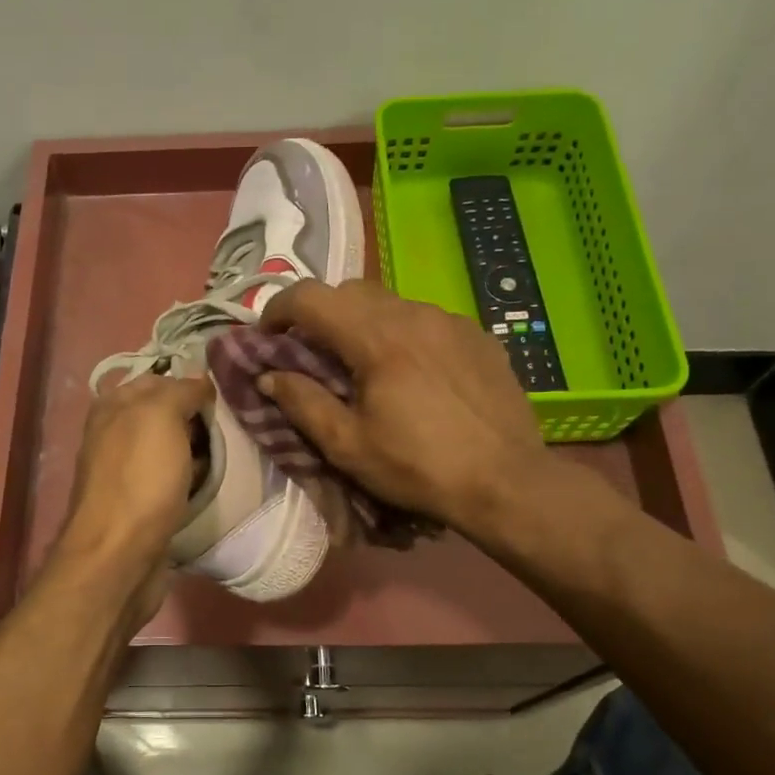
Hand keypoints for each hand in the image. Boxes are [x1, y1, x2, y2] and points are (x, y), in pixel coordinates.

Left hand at [58, 372, 212, 585]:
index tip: (225, 394)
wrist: (120, 554)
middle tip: (232, 424)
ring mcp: (126, 471)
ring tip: (230, 452)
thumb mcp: (160, 416)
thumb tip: (200, 381)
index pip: (158, 380)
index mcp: (113, 407)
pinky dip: (191, 478)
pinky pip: (171, 479)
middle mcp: (114, 434)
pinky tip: (210, 482)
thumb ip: (180, 390)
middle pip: (165, 415)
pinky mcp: (140, 503)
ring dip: (197, 450)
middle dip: (196, 418)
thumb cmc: (141, 478)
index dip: (190, 383)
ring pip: (170, 448)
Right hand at [258, 280, 561, 536]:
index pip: (310, 296)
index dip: (278, 309)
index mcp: (376, 337)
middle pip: (351, 291)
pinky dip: (404, 335)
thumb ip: (302, 403)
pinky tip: (413, 374)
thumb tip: (269, 376)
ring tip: (365, 366)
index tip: (268, 337)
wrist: (507, 483)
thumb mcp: (347, 445)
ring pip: (391, 303)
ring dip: (364, 323)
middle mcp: (414, 314)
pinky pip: (427, 321)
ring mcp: (452, 321)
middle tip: (312, 353)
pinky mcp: (479, 336)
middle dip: (320, 313)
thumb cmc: (418, 467)